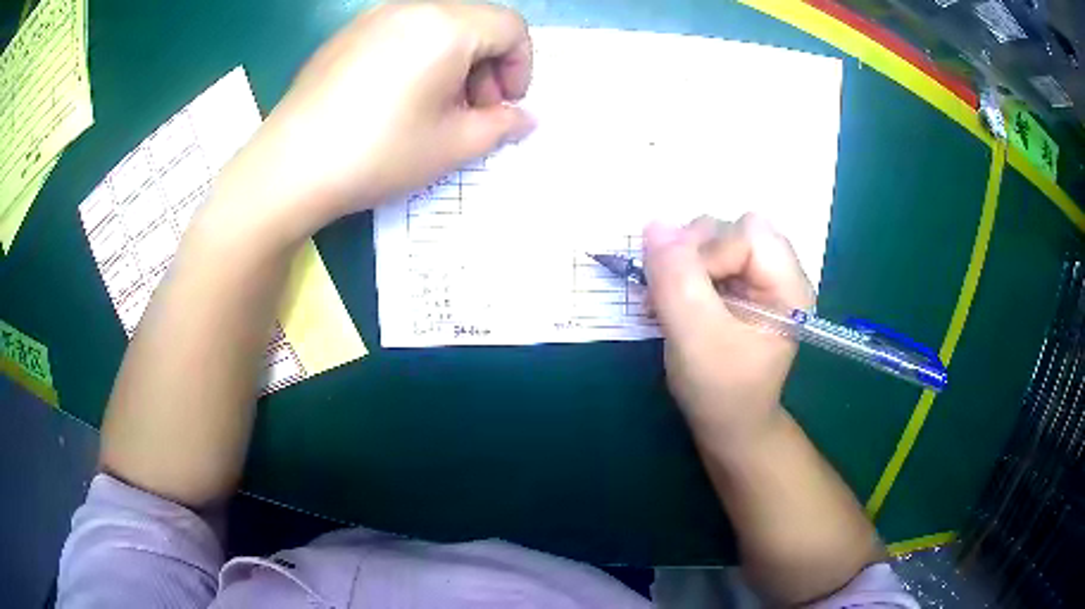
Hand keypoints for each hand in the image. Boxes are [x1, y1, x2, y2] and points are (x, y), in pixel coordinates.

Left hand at [210, 2, 534, 243]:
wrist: (288, 167)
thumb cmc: (378, 153)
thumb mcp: (452, 146)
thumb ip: (502, 126)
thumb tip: (524, 118)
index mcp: (446, 26)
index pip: (511, 28)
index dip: (521, 67)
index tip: (506, 106)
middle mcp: (411, 8)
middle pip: (474, 23)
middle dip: (488, 66)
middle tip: (473, 112)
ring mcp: (372, 18)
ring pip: (437, 27)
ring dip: (453, 63)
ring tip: (435, 109)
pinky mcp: (345, 36)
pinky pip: (400, 34)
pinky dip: (418, 59)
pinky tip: (396, 100)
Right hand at [644, 214, 814, 447]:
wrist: (727, 420)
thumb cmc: (721, 389)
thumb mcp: (696, 338)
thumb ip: (676, 281)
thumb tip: (654, 224)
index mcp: (789, 286)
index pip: (747, 234)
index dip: (709, 255)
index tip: (685, 298)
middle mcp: (778, 270)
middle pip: (731, 226)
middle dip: (693, 254)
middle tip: (675, 295)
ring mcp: (757, 273)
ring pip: (714, 233)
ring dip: (682, 261)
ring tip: (672, 301)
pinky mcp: (738, 280)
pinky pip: (705, 251)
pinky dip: (681, 269)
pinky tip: (675, 298)